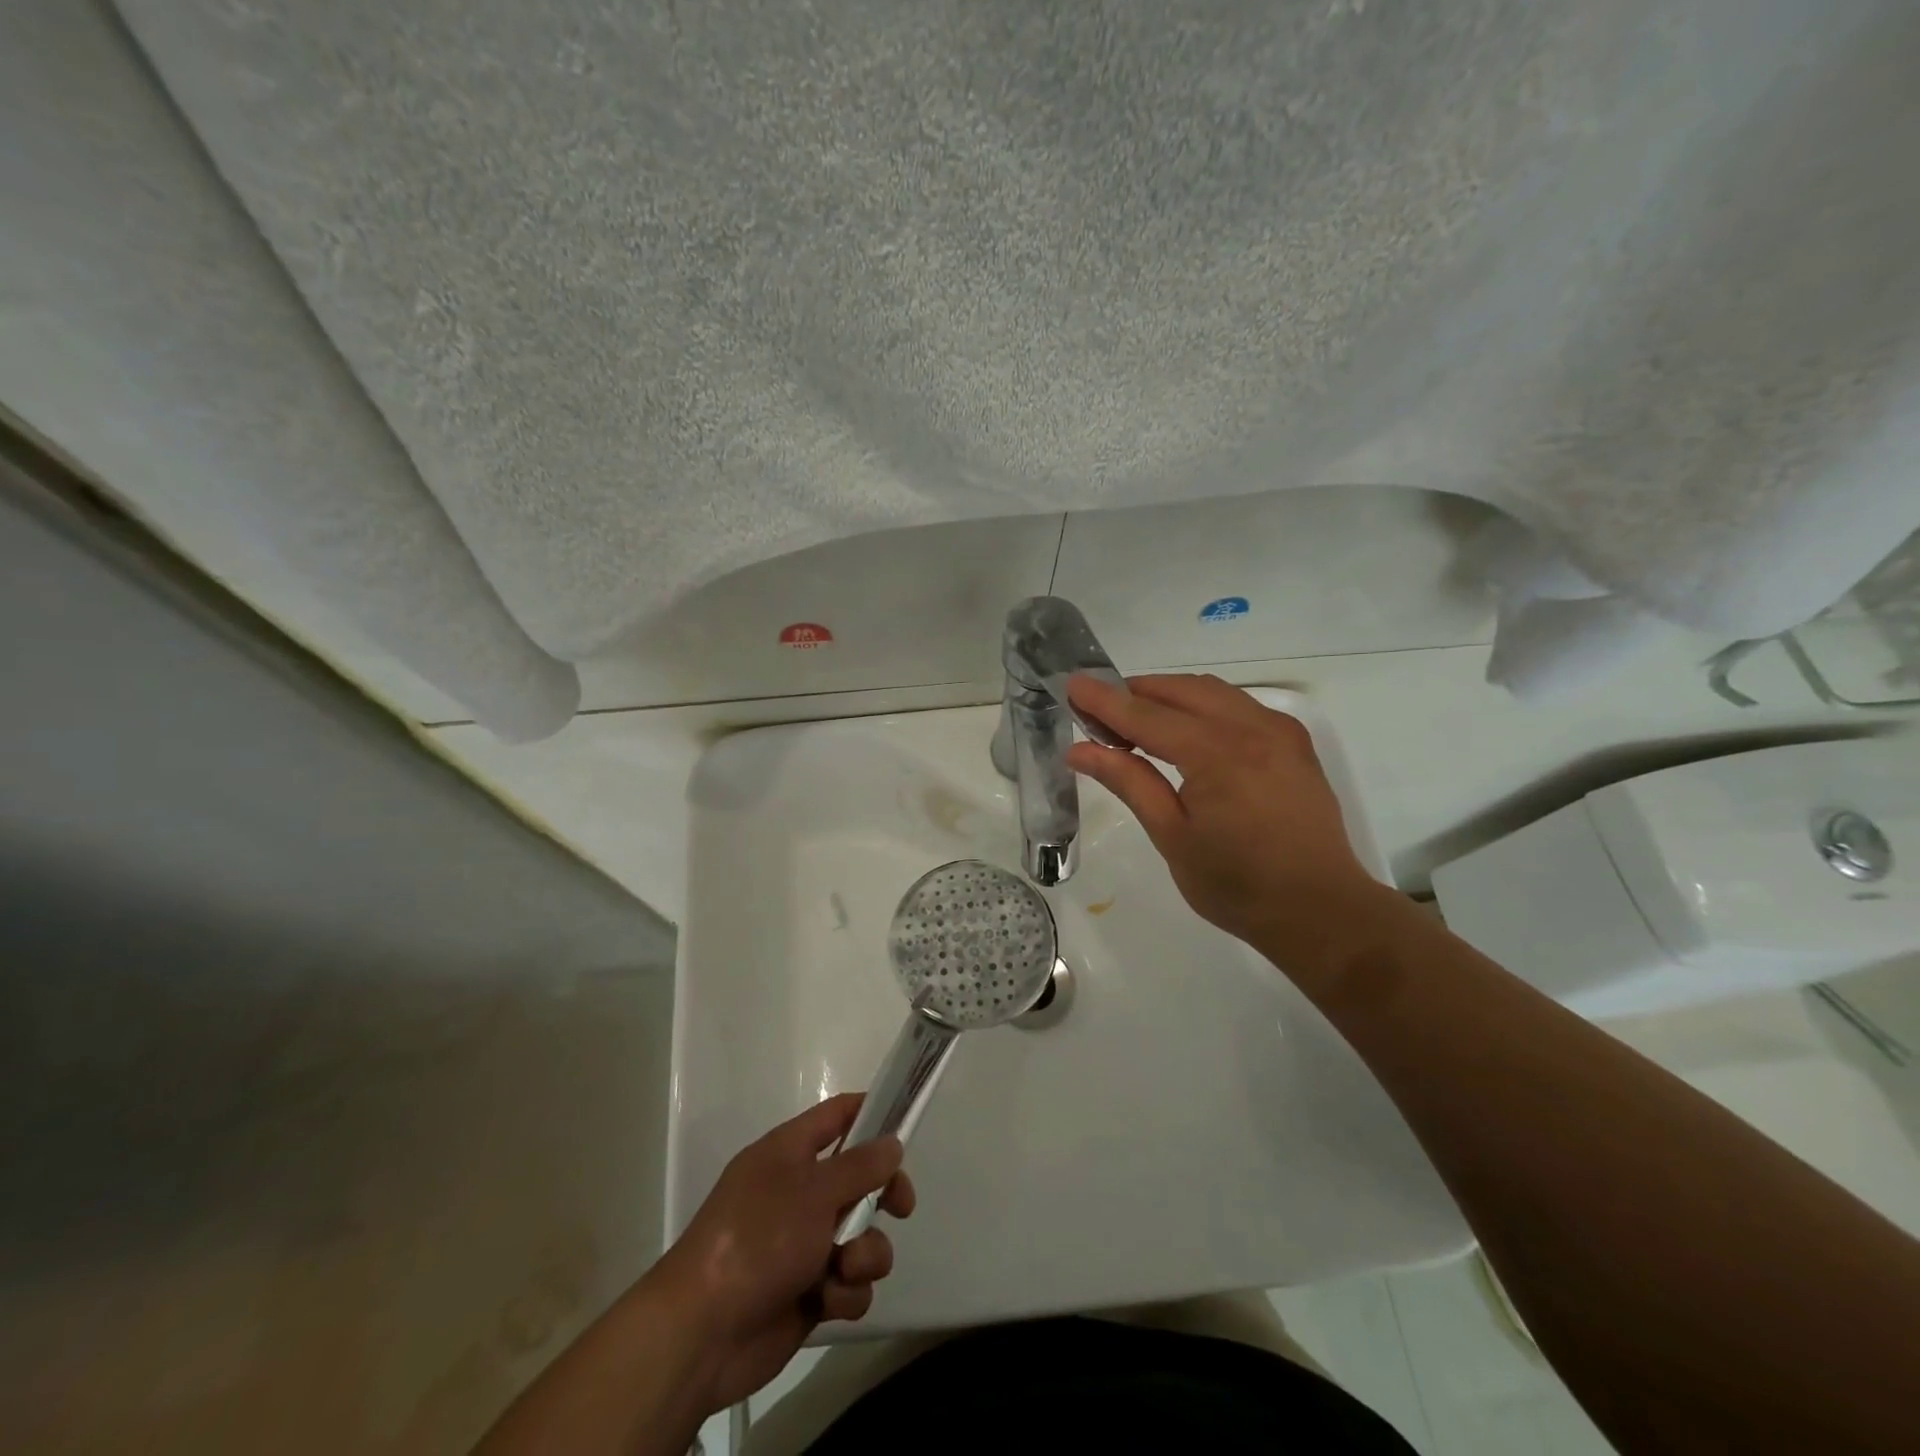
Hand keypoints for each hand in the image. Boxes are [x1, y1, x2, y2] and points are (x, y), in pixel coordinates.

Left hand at [650, 1094, 915, 1412]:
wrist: (703, 1333)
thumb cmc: (757, 1239)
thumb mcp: (813, 1190)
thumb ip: (860, 1165)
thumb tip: (892, 1143)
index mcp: (789, 1152)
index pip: (838, 1115)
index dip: (872, 1113)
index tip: (906, 1125)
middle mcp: (798, 1192)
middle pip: (860, 1179)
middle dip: (884, 1195)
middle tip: (901, 1207)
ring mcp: (803, 1243)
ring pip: (861, 1236)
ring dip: (865, 1254)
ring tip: (845, 1268)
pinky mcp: (809, 1291)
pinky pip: (848, 1283)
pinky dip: (844, 1292)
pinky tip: (826, 1301)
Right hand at [1065, 673, 1390, 967]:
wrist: (1321, 910)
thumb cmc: (1237, 885)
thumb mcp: (1172, 836)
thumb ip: (1129, 782)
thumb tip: (1080, 750)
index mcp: (1217, 753)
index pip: (1146, 715)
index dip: (1105, 700)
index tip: (1072, 684)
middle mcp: (1252, 727)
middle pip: (1180, 690)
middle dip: (1135, 693)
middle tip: (1098, 712)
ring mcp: (1279, 730)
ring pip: (1211, 691)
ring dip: (1168, 696)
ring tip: (1135, 721)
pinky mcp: (1293, 741)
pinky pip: (1238, 705)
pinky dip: (1202, 706)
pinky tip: (1186, 732)